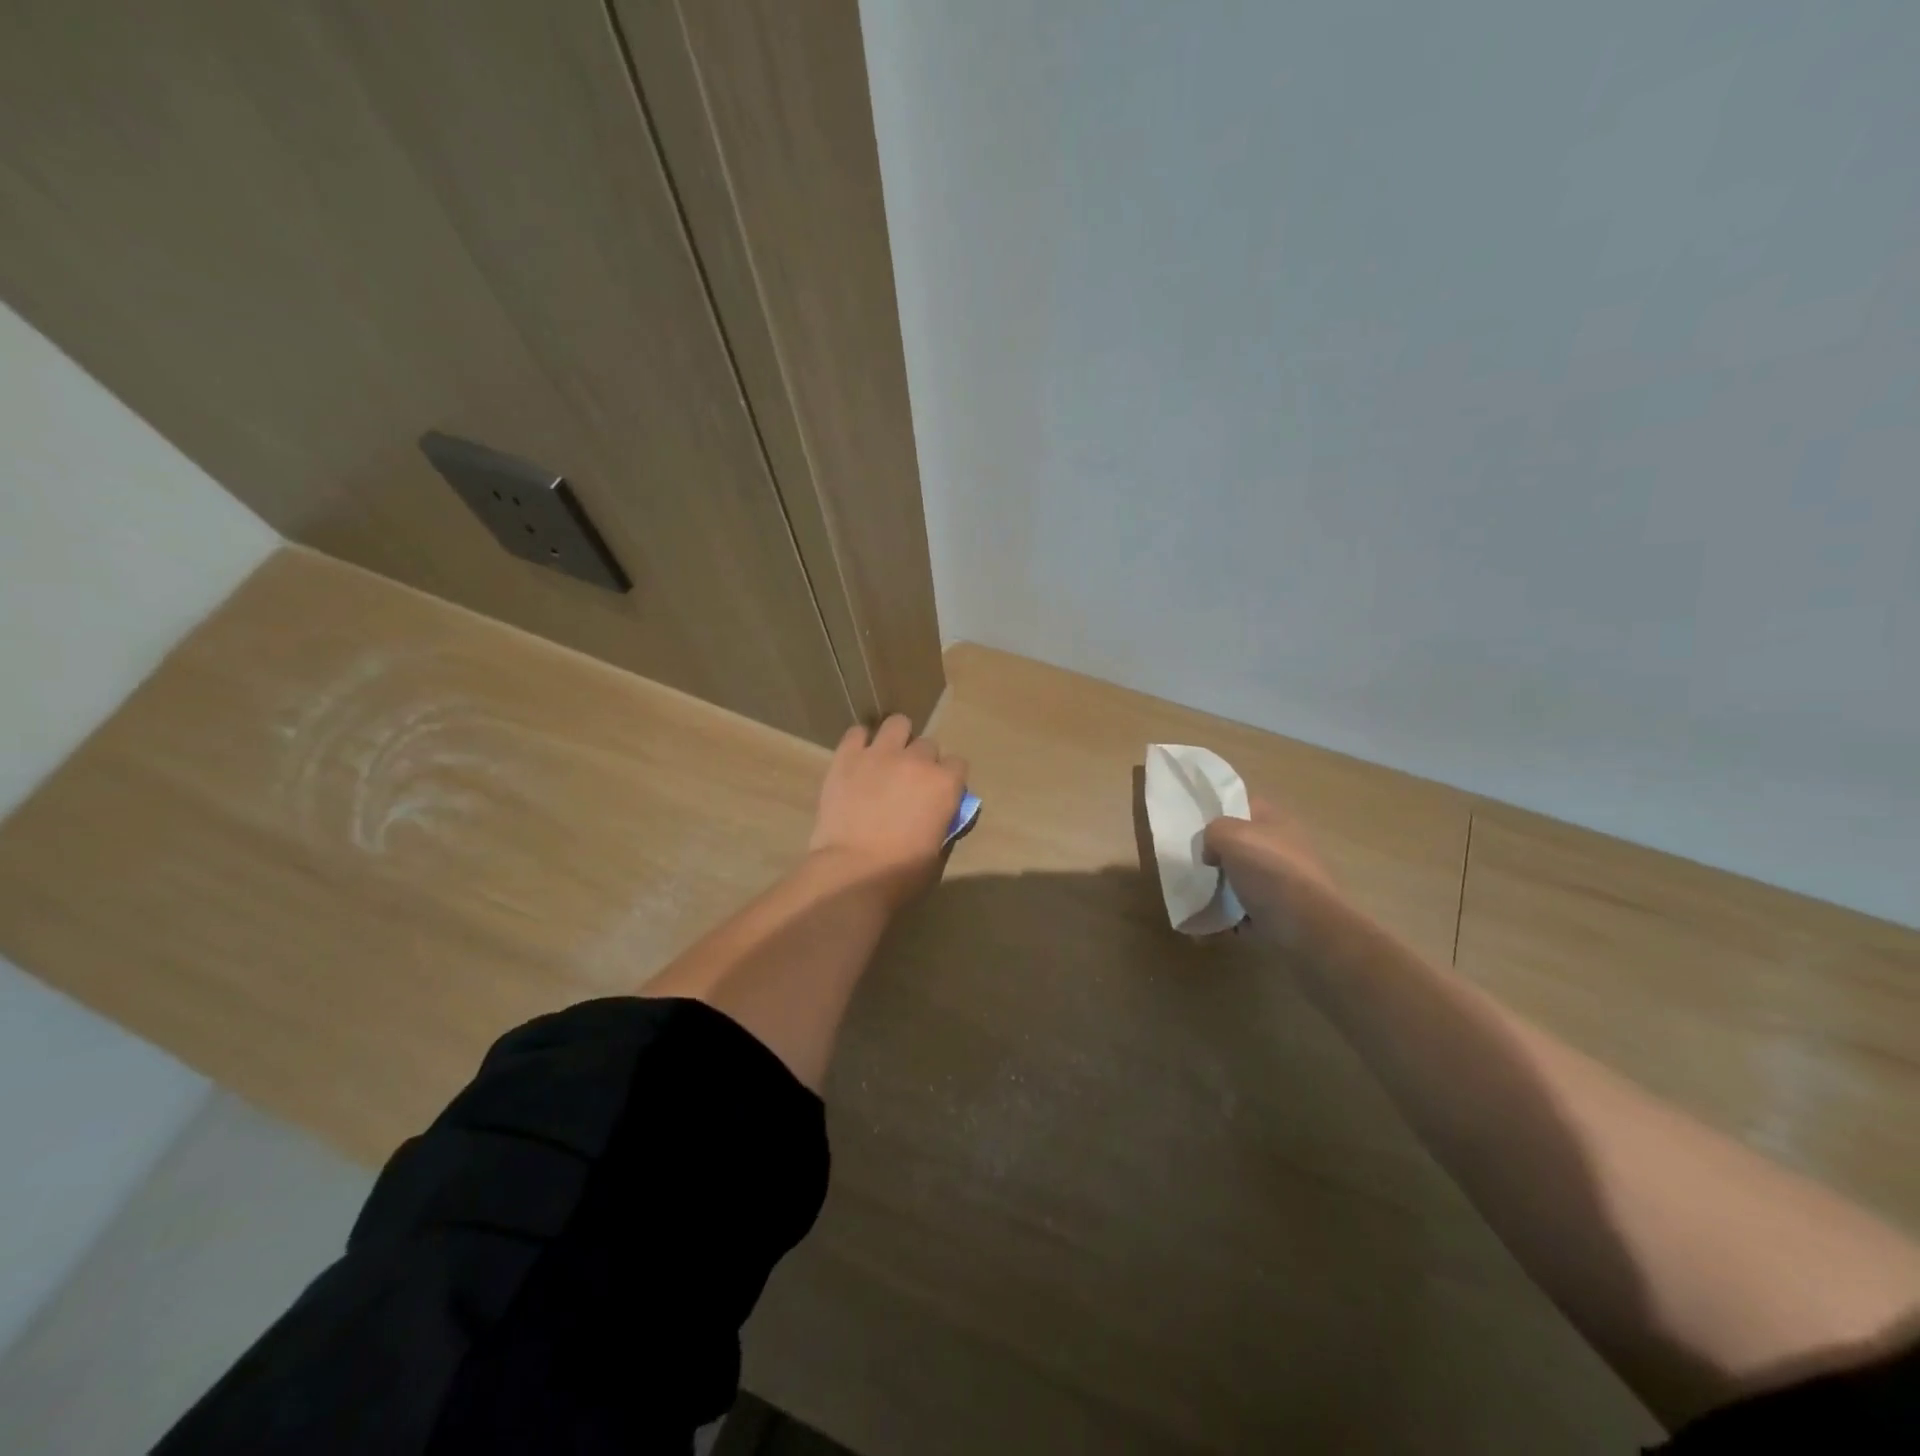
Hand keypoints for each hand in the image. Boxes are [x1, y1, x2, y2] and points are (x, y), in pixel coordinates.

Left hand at [808, 714, 967, 903]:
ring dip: (896, 738)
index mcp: (945, 784)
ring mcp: (881, 754)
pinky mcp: (848, 757)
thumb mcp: (938, 851)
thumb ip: (944, 823)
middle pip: (928, 745)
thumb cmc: (901, 872)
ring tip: (886, 758)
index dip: (948, 779)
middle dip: (922, 761)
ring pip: (897, 724)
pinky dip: (860, 743)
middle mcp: (917, 760)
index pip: (958, 764)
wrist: (852, 872)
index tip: (938, 793)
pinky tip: (858, 759)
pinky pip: (857, 733)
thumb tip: (940, 814)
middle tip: (908, 782)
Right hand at [1203, 797, 1339, 944]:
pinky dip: (1224, 919)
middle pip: (1238, 845)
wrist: (1310, 930)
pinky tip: (1204, 927)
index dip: (1218, 811)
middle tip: (1189, 864)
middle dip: (1213, 855)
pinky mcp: (1277, 916)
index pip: (1243, 805)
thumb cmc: (1271, 873)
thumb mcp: (1231, 836)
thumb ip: (1212, 832)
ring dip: (1215, 890)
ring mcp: (1281, 884)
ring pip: (1237, 880)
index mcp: (1276, 822)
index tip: (1193, 826)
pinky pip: (1241, 913)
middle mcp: (1281, 849)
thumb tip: (1212, 854)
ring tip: (1191, 898)